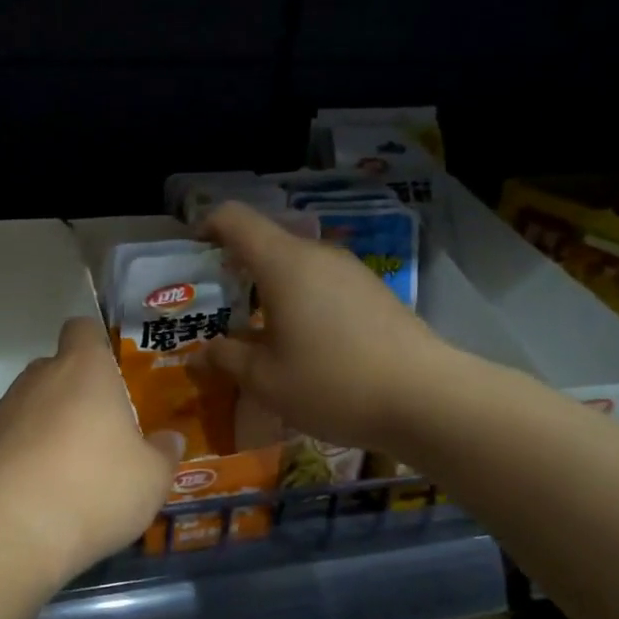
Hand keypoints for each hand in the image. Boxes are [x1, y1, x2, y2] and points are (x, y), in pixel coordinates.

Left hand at [0, 317, 175, 583]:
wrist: (12, 530)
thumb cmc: (95, 488)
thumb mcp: (151, 479)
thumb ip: (163, 454)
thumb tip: (170, 440)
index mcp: (83, 370)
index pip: (82, 329)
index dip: (96, 343)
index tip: (112, 373)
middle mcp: (38, 379)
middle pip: (57, 369)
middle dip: (76, 394)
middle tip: (101, 434)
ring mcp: (2, 411)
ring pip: (31, 406)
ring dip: (49, 427)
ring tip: (71, 472)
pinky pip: (10, 440)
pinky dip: (24, 456)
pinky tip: (40, 493)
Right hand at [197, 202, 452, 453]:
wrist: (428, 399)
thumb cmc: (332, 383)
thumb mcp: (264, 379)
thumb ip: (225, 359)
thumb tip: (200, 353)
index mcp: (283, 263)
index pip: (233, 219)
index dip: (205, 228)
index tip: (190, 256)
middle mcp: (317, 255)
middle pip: (264, 242)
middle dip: (233, 267)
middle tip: (214, 306)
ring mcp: (350, 272)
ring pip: (294, 265)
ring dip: (266, 289)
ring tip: (253, 331)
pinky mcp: (372, 292)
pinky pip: (320, 284)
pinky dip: (297, 300)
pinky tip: (299, 342)